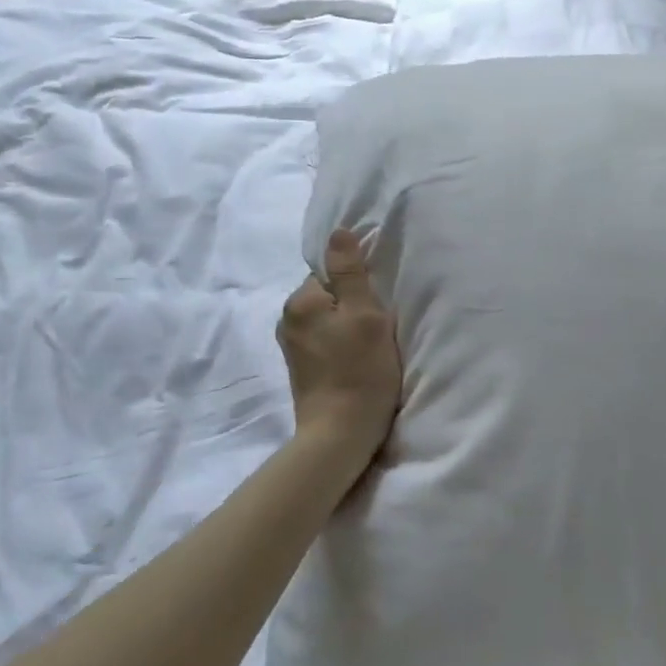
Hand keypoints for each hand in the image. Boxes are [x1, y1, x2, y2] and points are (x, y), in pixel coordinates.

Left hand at [277, 229, 400, 468]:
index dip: (359, 284)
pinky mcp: (301, 367)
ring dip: (349, 325)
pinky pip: (325, 339)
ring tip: (370, 345)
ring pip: (328, 318)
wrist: (340, 433)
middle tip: (378, 326)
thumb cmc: (360, 370)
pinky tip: (357, 359)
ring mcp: (292, 346)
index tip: (377, 305)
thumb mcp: (365, 314)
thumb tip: (338, 232)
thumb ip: (350, 272)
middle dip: (353, 304)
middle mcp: (287, 319)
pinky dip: (342, 343)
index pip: (331, 271)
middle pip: (328, 294)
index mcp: (300, 302)